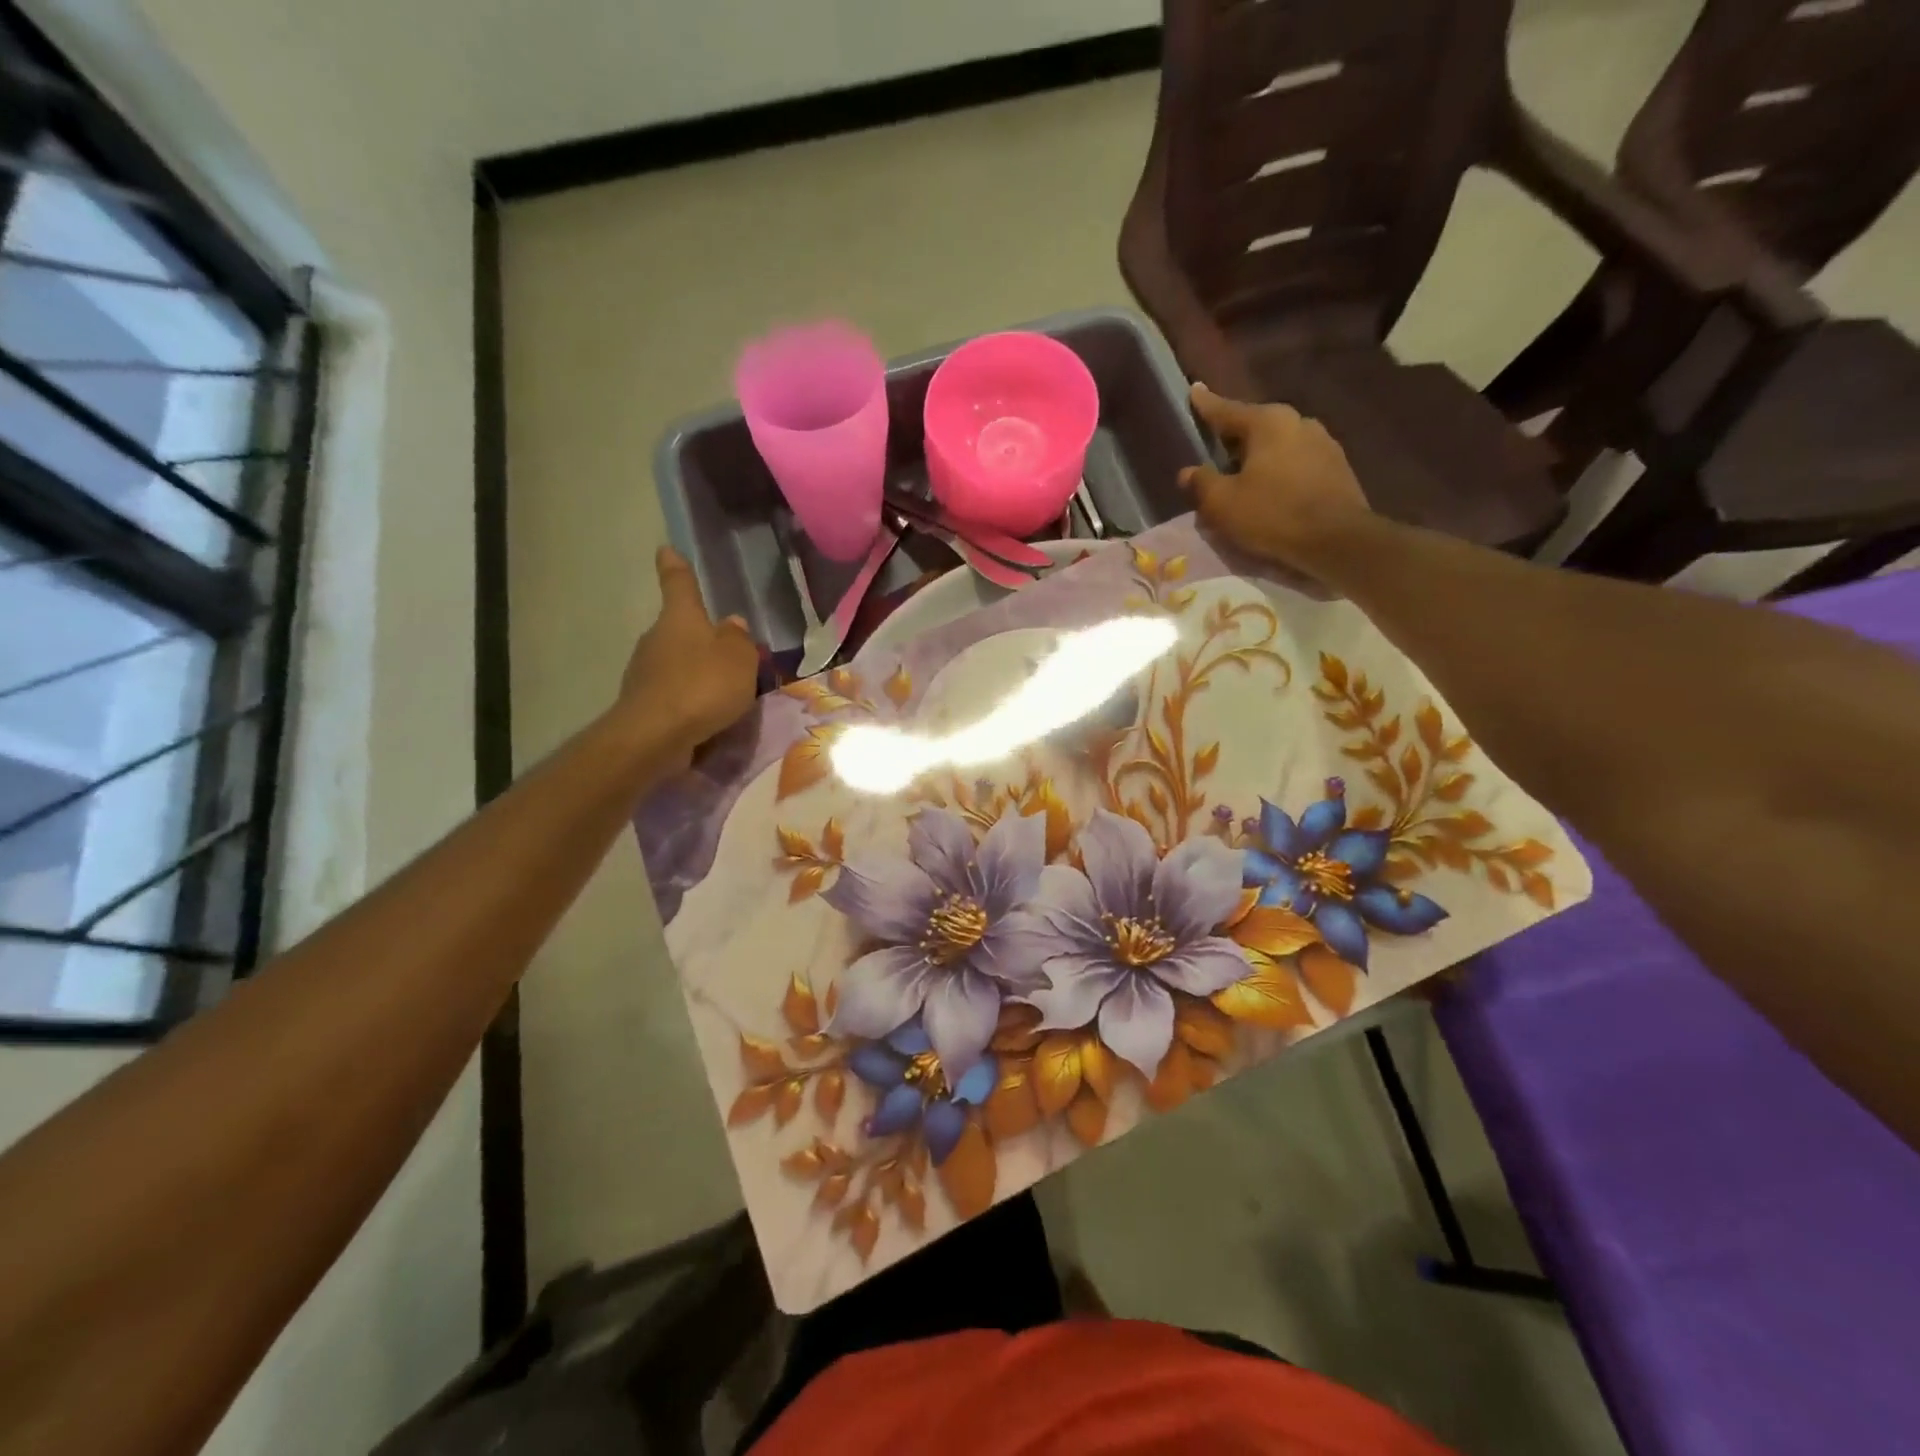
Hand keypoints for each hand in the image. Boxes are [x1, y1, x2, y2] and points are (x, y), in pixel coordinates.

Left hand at [617, 547, 759, 765]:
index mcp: (680, 618)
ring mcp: (645, 672)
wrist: (656, 736)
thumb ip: (739, 640)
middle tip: (731, 653)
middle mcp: (657, 638)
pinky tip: (707, 716)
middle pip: (680, 629)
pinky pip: (673, 693)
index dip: (675, 566)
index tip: (666, 550)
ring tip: (725, 692)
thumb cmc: (702, 685)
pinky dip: (689, 699)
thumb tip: (732, 624)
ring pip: (676, 663)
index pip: (679, 583)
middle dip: (701, 637)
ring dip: (697, 672)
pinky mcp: (644, 704)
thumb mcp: (739, 658)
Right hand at [1178, 384, 1372, 571]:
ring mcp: (1323, 443)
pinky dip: (1279, 472)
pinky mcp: (1337, 468)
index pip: (1227, 410)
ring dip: (1258, 457)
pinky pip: (1296, 463)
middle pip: (1255, 426)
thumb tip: (1188, 472)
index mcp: (1268, 422)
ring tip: (1242, 476)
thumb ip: (1201, 483)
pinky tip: (1271, 491)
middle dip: (1234, 437)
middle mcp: (1298, 422)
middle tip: (1214, 449)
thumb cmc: (1272, 514)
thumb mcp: (1222, 503)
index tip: (1194, 391)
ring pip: (1278, 445)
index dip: (1206, 405)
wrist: (1337, 540)